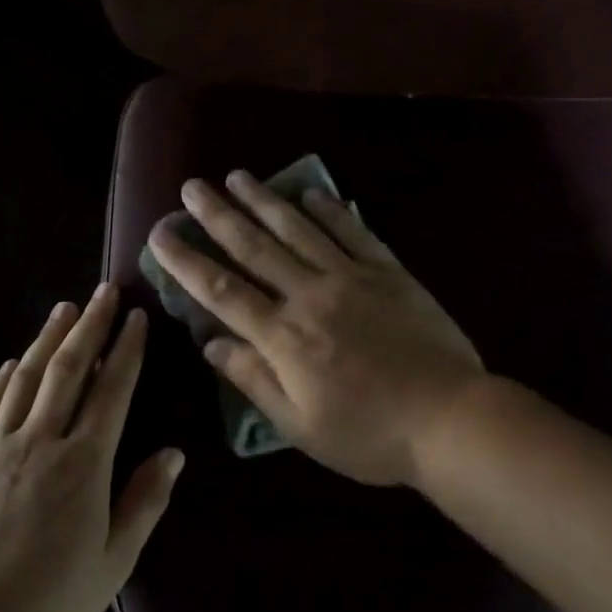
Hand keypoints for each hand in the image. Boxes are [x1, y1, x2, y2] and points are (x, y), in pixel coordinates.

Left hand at [0, 285, 182, 611]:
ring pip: (24, 380)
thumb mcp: (114, 560)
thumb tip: (173, 453)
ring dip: (46, 341)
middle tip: (102, 292)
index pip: (111, 391)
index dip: (126, 350)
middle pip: (68, 371)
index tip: (135, 318)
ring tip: (63, 310)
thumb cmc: (52, 602)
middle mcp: (41, 442)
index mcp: (84, 464)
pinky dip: (1, 381)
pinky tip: (10, 364)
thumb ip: (145, 501)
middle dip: (89, 327)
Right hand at [145, 172, 486, 486]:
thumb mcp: (300, 426)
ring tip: (238, 176)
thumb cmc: (369, 435)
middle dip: (218, 216)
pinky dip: (330, 210)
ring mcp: (352, 278)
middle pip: (255, 248)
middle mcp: (310, 296)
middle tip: (192, 187)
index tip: (160, 233)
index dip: (186, 261)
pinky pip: (353, 232)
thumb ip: (253, 380)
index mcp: (284, 337)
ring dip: (265, 201)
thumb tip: (210, 342)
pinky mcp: (390, 273)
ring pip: (299, 230)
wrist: (451, 420)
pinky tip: (312, 193)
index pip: (222, 291)